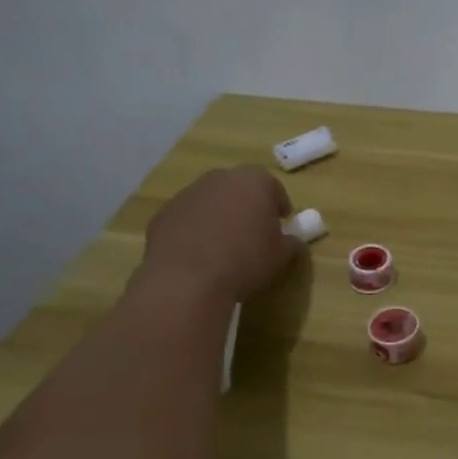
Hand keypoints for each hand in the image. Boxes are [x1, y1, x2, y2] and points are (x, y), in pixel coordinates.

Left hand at [134, 166, 300, 305]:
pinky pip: (186, 219)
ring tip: (222, 247)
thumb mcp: (281, 256)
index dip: (278, 208)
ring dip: (218, 217)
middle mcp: (220, 178)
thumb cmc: (245, 261)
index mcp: (255, 181)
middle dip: (246, 207)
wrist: (187, 280)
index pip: (274, 188)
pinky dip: (193, 230)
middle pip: (239, 189)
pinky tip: (196, 256)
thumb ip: (291, 243)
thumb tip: (294, 241)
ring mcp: (188, 194)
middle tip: (251, 234)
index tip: (280, 227)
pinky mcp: (163, 214)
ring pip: (210, 201)